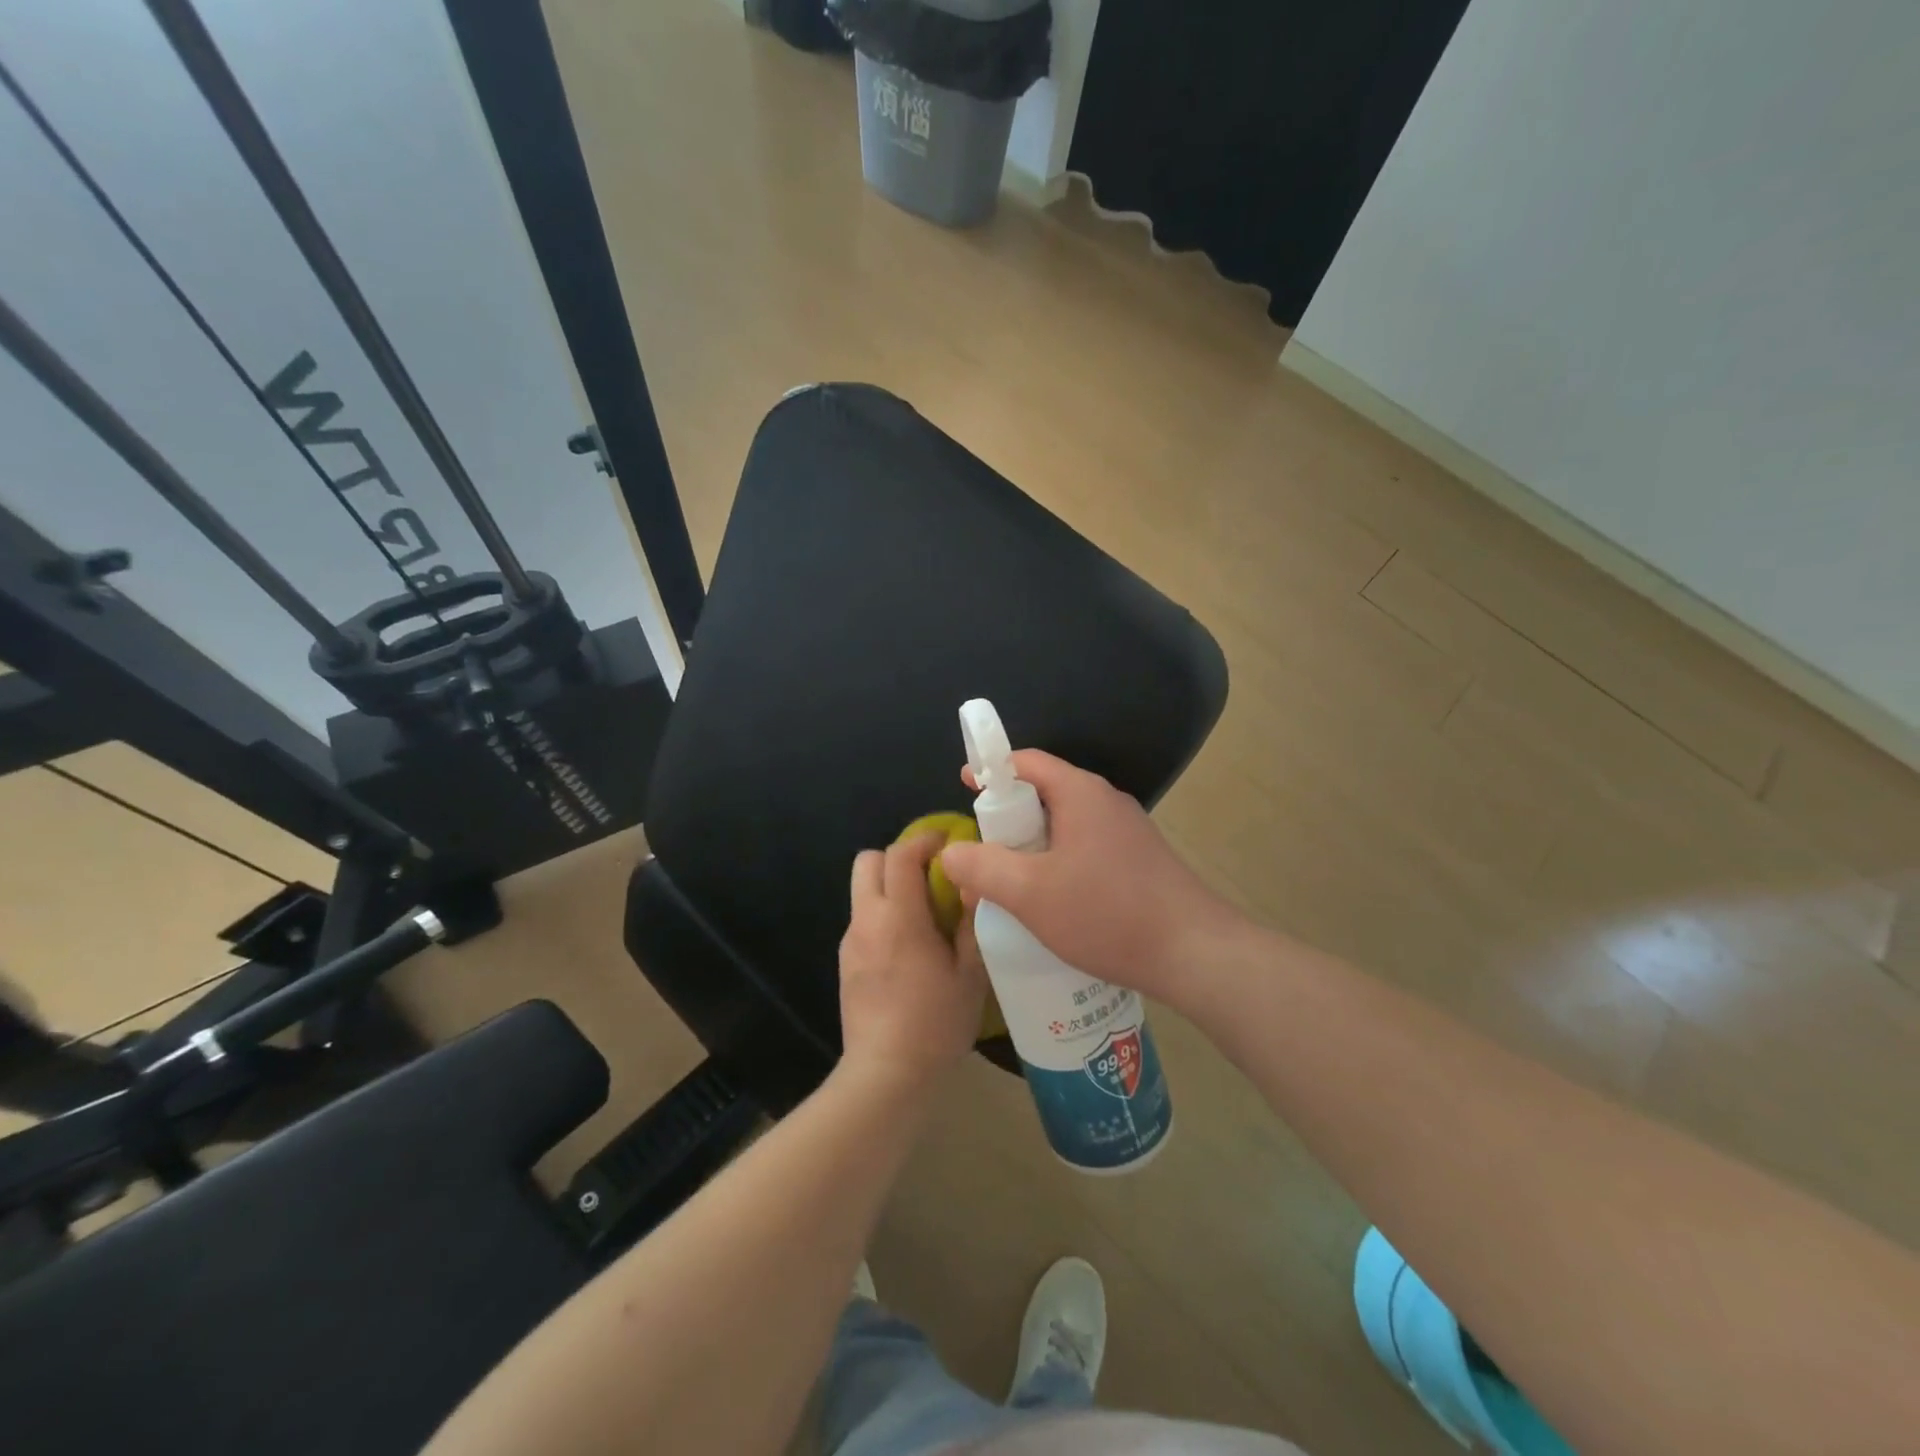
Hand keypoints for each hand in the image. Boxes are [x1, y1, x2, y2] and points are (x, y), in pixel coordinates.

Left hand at [838, 833, 987, 1089]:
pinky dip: (882, 916)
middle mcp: (867, 919)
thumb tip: (973, 885)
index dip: (924, 839)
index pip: (900, 854)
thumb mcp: (970, 974)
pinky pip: (862, 920)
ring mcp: (851, 941)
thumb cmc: (935, 1023)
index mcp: (899, 917)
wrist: (886, 1074)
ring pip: (862, 891)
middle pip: (868, 861)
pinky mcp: (845, 962)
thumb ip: (971, 923)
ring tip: (923, 915)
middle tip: (930, 876)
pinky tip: (907, 948)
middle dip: (898, 857)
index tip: (948, 842)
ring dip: (889, 887)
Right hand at [939, 750, 1241, 1005]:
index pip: (1027, 762)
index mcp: (1081, 793)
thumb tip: (951, 852)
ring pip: (1064, 826)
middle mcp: (1106, 802)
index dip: (991, 771)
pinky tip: (1050, 904)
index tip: (965, 789)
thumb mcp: (1030, 893)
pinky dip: (1058, 864)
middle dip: (1007, 819)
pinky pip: (1085, 849)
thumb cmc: (1107, 913)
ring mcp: (1127, 832)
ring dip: (1032, 848)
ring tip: (1009, 884)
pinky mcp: (1139, 861)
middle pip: (1044, 794)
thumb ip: (983, 867)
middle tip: (981, 853)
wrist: (1195, 953)